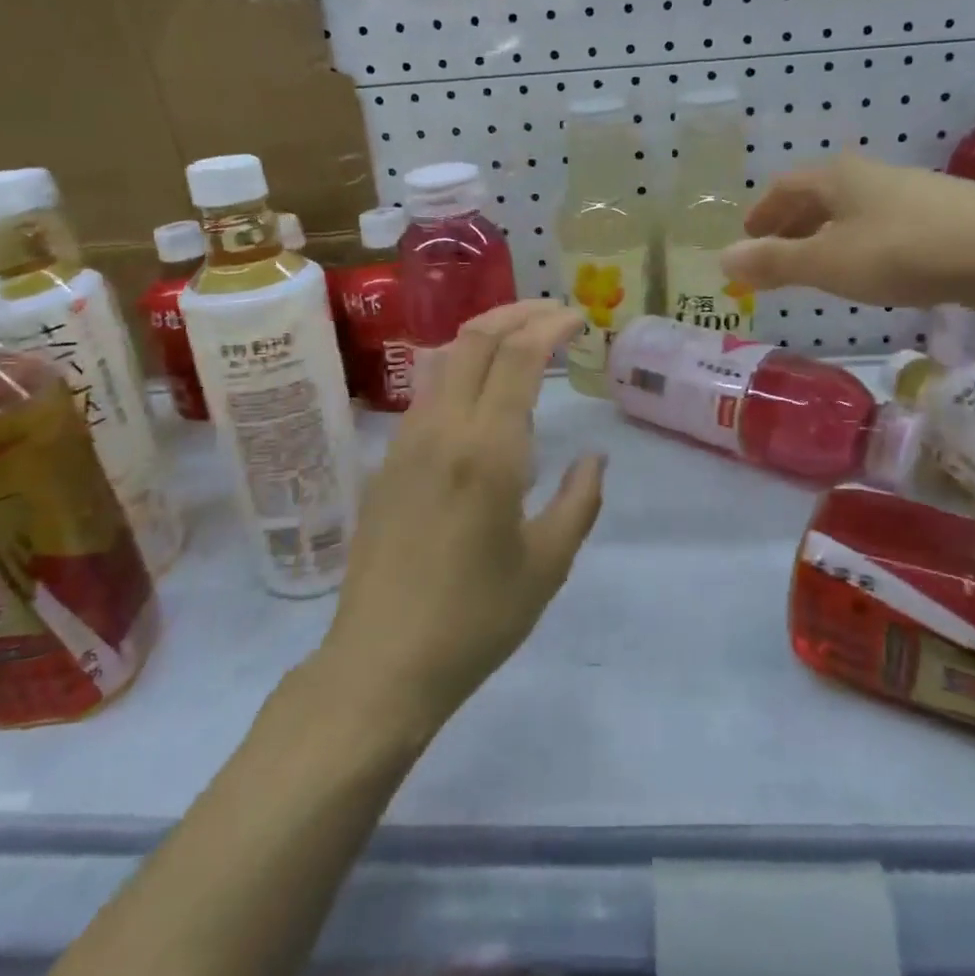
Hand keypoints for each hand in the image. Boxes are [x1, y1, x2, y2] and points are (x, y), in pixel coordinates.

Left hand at [319, 300, 606, 732]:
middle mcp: (442, 429)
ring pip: (444, 359)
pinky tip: (482, 394)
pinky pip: (427, 393)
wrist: (381, 662)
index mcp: (487, 449)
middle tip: (554, 314)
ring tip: (522, 340)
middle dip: (517, 313)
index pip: (517, 356)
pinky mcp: (387, 462)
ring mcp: (406, 442)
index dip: (550, 325)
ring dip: (485, 335)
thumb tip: (593, 457)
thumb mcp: (547, 565)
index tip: (578, 318)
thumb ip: (578, 501)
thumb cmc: (475, 619)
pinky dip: (461, 369)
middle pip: (475, 338)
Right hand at [721, 153, 974, 313]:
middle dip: (791, 225)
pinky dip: (858, 244)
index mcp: (836, 178)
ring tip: (816, 266)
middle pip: (817, 196)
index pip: (784, 188)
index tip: (747, 238)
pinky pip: (881, 226)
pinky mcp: (941, 216)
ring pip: (851, 211)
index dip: (761, 213)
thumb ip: (774, 262)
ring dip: (825, 235)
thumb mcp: (828, 263)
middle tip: (774, 255)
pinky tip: (870, 268)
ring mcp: (909, 193)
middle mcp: (870, 175)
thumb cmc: (904, 252)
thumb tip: (722, 259)